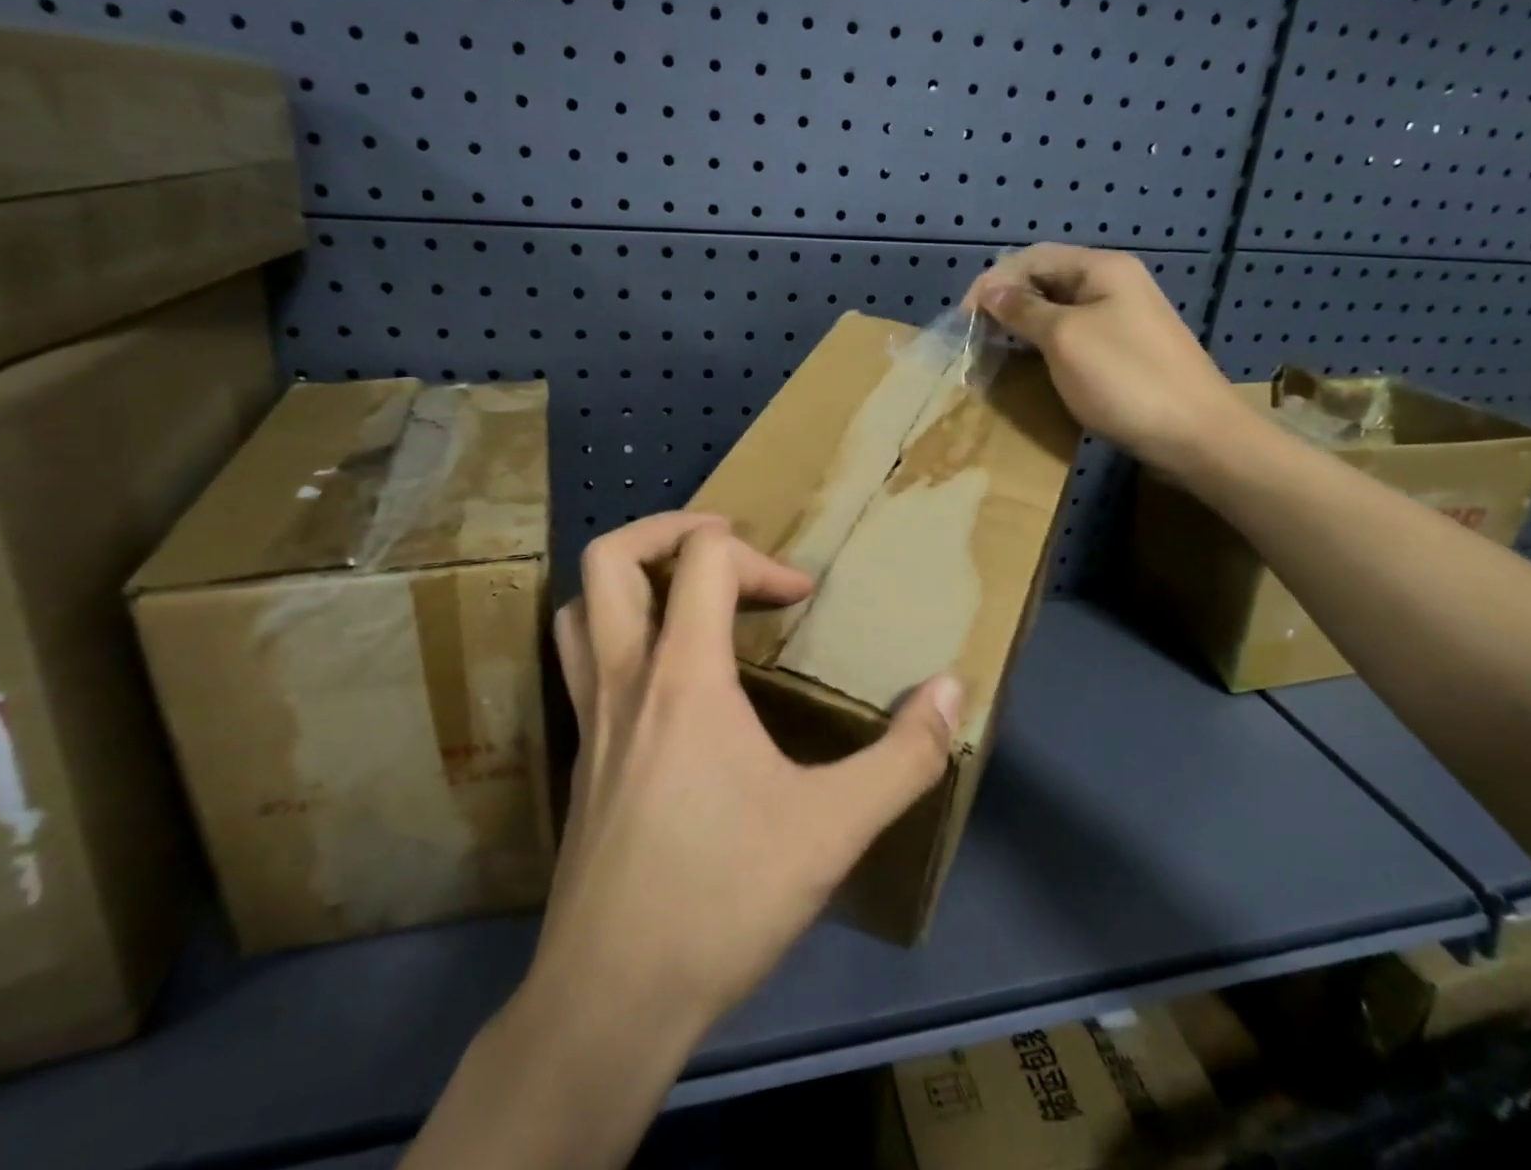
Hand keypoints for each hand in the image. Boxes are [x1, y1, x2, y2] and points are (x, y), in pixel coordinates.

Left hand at [540, 513, 960, 1040]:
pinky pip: (583, 661)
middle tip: (725, 547)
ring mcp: (592, 716)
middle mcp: (625, 678)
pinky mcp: (583, 756)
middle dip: (670, 530)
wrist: (610, 1000)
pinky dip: (619, 634)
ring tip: (686, 595)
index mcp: (683, 675)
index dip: (760, 558)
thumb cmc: (723, 898)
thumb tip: (951, 689)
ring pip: (579, 607)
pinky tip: (667, 679)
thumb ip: (905, 756)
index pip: (703, 558)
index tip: (800, 598)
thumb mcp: (834, 828)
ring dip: (631, 580)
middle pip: (610, 559)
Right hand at [964, 244, 1242, 474]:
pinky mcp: (1124, 350)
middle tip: (976, 335)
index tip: (965, 317)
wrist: (1196, 434)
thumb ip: (1024, 310)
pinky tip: (1030, 365)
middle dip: (1007, 302)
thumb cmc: (1125, 379)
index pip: (1033, 257)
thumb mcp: (1065, 339)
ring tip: (994, 350)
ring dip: (1023, 325)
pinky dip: (1045, 344)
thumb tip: (990, 290)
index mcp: (1102, 268)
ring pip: (1059, 310)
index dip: (993, 281)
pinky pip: (1074, 335)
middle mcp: (1113, 284)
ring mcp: (1122, 318)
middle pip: (1047, 279)